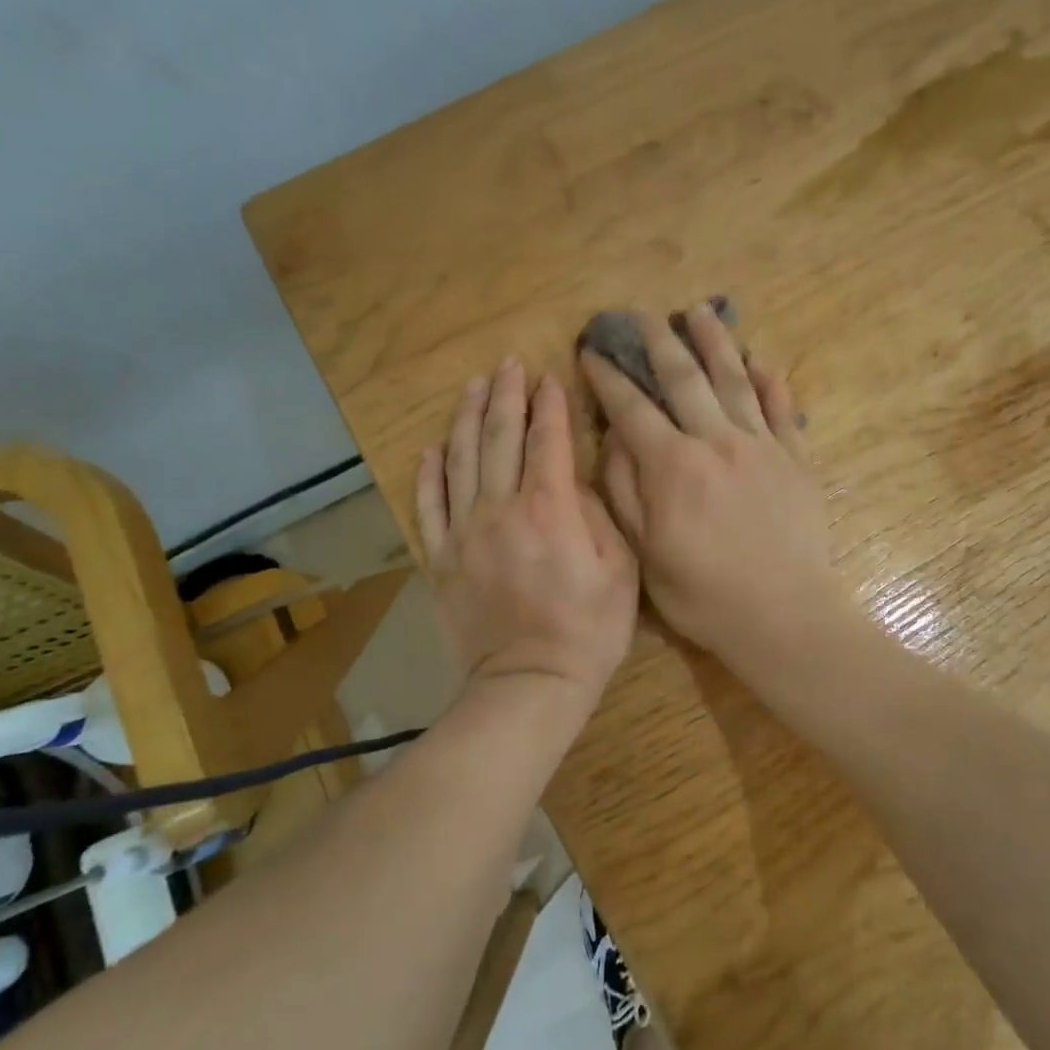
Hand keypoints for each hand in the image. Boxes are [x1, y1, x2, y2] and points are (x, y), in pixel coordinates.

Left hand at [417, 359, 639, 712]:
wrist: (529, 684)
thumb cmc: (588, 630)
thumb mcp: (620, 571)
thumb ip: (600, 516)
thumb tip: (578, 481)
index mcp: (549, 508)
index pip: (548, 440)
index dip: (550, 405)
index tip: (549, 377)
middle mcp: (501, 509)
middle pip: (500, 438)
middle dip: (507, 396)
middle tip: (508, 365)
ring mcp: (464, 533)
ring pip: (461, 461)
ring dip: (468, 418)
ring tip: (474, 387)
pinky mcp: (441, 559)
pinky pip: (429, 506)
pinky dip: (430, 473)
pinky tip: (433, 448)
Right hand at [579, 305, 846, 674]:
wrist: (783, 614)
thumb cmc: (704, 593)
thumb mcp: (645, 553)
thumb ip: (625, 491)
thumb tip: (615, 438)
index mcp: (673, 465)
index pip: (632, 408)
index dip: (608, 377)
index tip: (592, 351)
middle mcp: (717, 440)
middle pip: (684, 378)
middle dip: (659, 342)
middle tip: (644, 315)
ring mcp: (762, 445)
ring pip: (735, 380)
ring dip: (715, 342)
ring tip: (701, 312)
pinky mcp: (796, 458)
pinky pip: (782, 408)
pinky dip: (770, 381)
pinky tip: (761, 360)